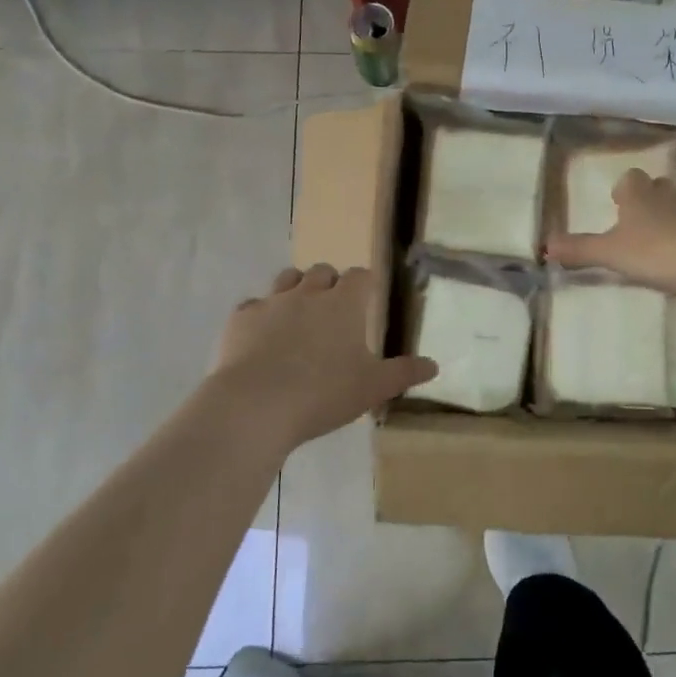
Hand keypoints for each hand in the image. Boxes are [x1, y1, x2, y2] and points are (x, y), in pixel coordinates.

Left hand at [212, 265, 437, 449]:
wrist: (256, 405)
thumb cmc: (324, 393)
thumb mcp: (373, 387)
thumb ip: (404, 373)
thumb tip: (434, 366)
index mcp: (345, 304)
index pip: (360, 277)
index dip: (365, 284)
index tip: (367, 297)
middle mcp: (309, 293)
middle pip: (322, 271)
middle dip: (330, 283)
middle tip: (333, 310)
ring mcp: (272, 302)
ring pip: (287, 278)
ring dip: (296, 289)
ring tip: (299, 314)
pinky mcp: (241, 318)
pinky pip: (253, 305)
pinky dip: (261, 315)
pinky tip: (261, 337)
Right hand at [545, 168, 675, 298]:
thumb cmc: (655, 251)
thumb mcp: (610, 253)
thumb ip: (579, 249)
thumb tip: (544, 245)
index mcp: (640, 195)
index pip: (631, 179)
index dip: (624, 189)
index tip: (619, 203)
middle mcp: (670, 196)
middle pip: (662, 186)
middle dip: (654, 198)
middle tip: (645, 219)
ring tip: (672, 234)